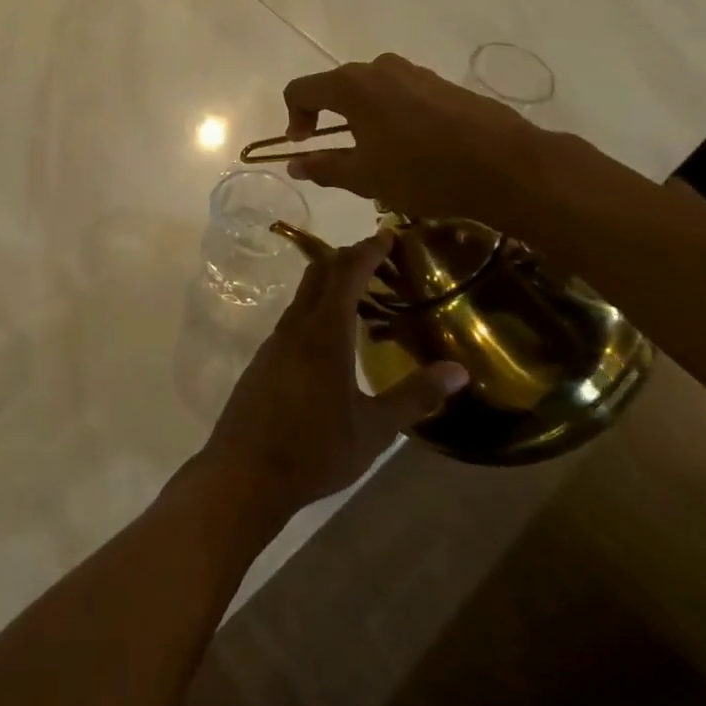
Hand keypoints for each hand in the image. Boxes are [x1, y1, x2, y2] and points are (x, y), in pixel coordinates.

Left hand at [198, 232, 467, 521]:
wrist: (246, 471)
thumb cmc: (316, 449)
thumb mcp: (375, 429)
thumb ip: (415, 396)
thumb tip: (459, 370)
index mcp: (324, 333)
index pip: (346, 274)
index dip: (367, 251)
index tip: (387, 234)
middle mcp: (296, 326)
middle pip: (320, 274)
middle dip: (347, 258)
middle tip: (378, 258)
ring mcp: (275, 341)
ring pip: (304, 296)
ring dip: (330, 283)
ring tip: (361, 293)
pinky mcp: (265, 359)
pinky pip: (294, 317)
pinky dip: (317, 307)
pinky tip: (332, 334)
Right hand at [280, 53, 600, 234]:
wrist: (505, 164)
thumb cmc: (422, 171)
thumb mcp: (365, 177)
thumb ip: (323, 168)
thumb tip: (293, 164)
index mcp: (351, 85)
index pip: (301, 89)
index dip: (294, 117)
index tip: (304, 146)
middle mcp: (377, 67)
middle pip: (335, 86)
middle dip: (327, 118)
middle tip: (337, 153)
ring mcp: (413, 72)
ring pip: (371, 90)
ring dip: (361, 117)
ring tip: (377, 153)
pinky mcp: (441, 83)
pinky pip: (400, 94)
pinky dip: (391, 115)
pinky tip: (412, 148)